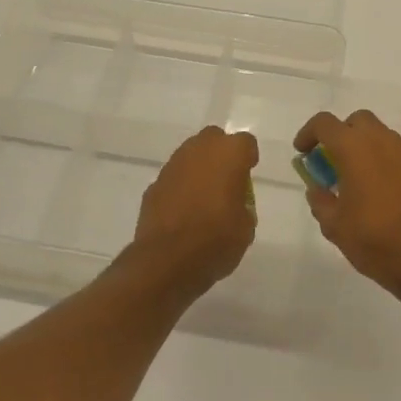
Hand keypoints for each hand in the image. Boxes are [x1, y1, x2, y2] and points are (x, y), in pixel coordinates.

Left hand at [130, 126, 259, 294]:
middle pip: (213, 139)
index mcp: (228, 155)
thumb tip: (233, 204)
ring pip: (189, 156)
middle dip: (221, 154)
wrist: (168, 261)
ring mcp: (172, 167)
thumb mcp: (246, 227)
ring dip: (198, 169)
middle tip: (226, 180)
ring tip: (204, 198)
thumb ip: (242, 205)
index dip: (248, 157)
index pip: (245, 142)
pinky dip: (179, 188)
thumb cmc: (217, 241)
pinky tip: (183, 212)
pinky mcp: (153, 185)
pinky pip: (173, 178)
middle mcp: (198, 151)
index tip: (248, 173)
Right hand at [293, 110, 400, 297]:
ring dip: (363, 146)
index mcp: (355, 149)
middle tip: (330, 159)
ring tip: (353, 177)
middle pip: (358, 120)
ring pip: (381, 135)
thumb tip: (317, 190)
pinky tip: (378, 191)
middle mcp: (383, 143)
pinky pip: (397, 155)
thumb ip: (321, 201)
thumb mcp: (334, 225)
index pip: (325, 123)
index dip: (308, 133)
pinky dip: (382, 162)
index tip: (302, 151)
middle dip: (341, 133)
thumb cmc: (374, 240)